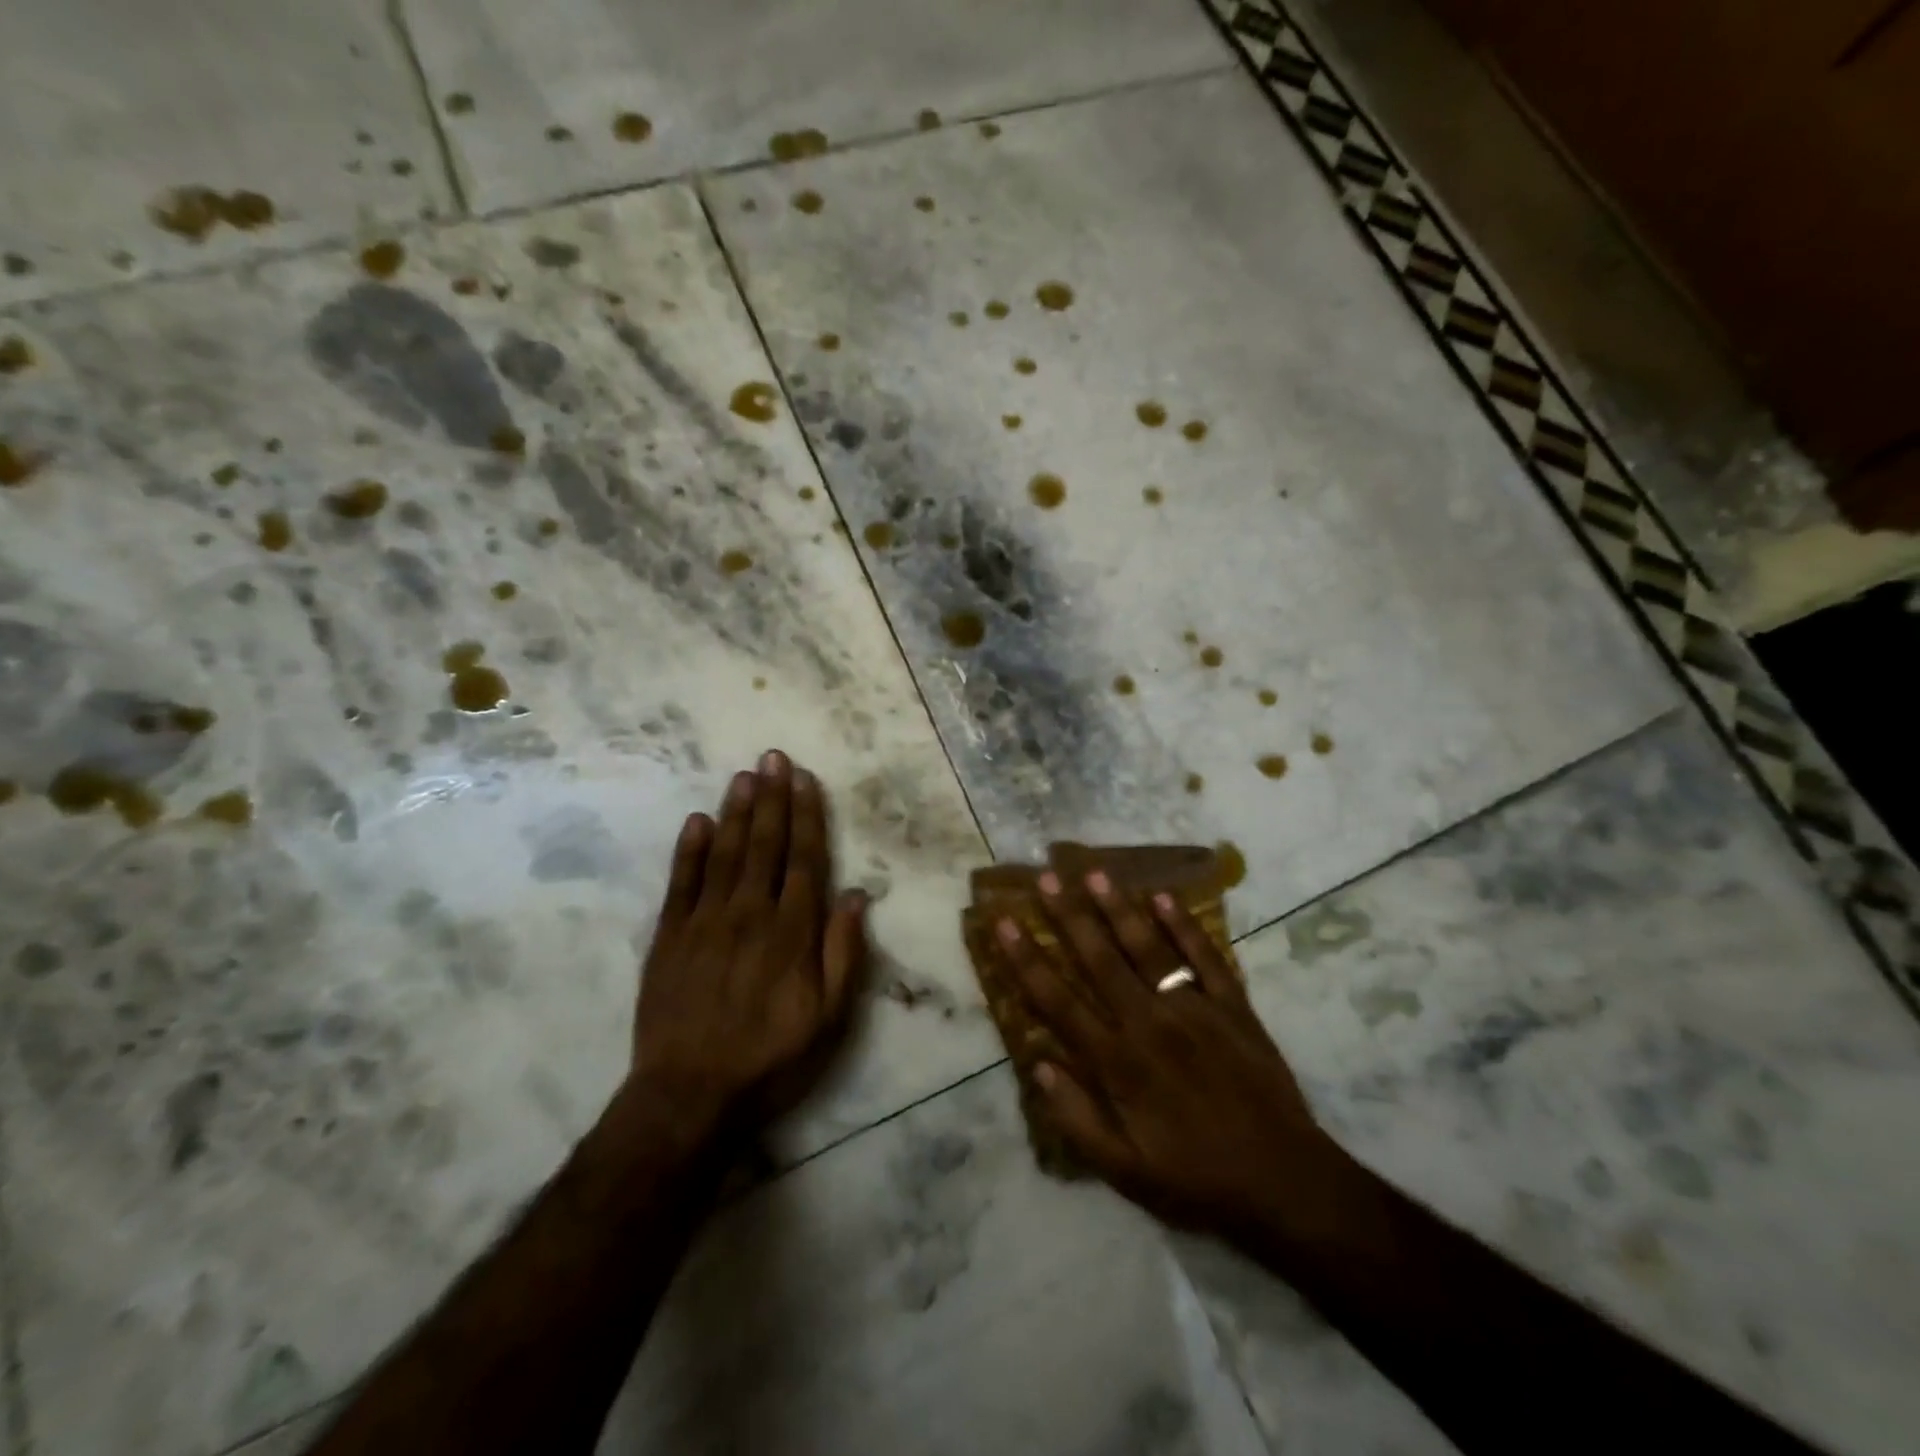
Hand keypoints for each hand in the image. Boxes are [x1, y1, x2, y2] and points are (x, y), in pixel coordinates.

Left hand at [631, 751, 867, 1139]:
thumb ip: (844, 952)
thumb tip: (856, 894)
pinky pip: (681, 883)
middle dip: (772, 798)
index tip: (805, 779)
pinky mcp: (669, 937)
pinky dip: (689, 850)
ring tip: (744, 775)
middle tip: (773, 757)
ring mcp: (705, 922)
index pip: (805, 859)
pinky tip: (697, 821)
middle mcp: (750, 913)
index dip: (807, 816)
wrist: (689, 1095)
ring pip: (725, 854)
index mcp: (792, 931)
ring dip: (736, 812)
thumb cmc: (770, 1057)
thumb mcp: (829, 1017)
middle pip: (765, 845)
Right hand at [990, 871, 1333, 1237]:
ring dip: (1118, 909)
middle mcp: (1150, 1023)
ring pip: (1148, 948)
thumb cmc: (1196, 1179)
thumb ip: (1076, 1118)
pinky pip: (1205, 957)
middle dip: (1068, 916)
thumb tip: (1038, 1064)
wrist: (1285, 1182)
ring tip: (1094, 873)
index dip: (1026, 960)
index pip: (1058, 1000)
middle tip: (1046, 877)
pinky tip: (1164, 896)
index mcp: (1119, 1063)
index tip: (1004, 922)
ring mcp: (1195, 1009)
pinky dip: (1184, 926)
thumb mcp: (1124, 1171)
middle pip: (1100, 960)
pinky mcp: (1233, 1006)